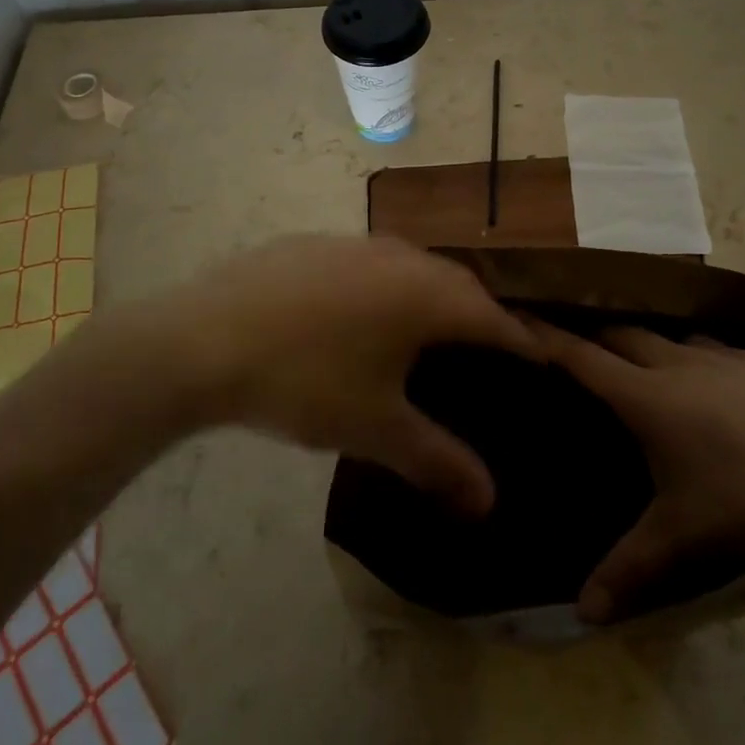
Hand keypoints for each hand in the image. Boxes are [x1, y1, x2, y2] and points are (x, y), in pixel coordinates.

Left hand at [117, 235, 540, 514]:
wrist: (204, 339)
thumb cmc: (304, 383)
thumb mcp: (374, 427)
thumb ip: (437, 460)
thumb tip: (489, 502)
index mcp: (426, 295)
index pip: (493, 317)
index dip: (520, 340)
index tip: (540, 357)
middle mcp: (400, 257)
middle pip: (457, 283)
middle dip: (480, 313)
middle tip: (489, 346)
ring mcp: (353, 243)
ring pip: (412, 264)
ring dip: (431, 292)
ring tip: (430, 326)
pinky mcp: (312, 243)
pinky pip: (368, 260)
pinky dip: (384, 282)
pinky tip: (359, 310)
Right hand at [532, 322, 744, 620]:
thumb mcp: (684, 538)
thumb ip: (628, 568)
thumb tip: (582, 615)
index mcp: (650, 397)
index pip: (581, 357)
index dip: (545, 335)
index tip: (516, 311)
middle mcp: (684, 362)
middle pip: (626, 334)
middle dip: (600, 337)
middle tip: (583, 345)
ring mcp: (736, 355)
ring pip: (683, 338)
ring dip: (664, 350)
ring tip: (662, 370)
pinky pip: (741, 355)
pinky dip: (727, 368)